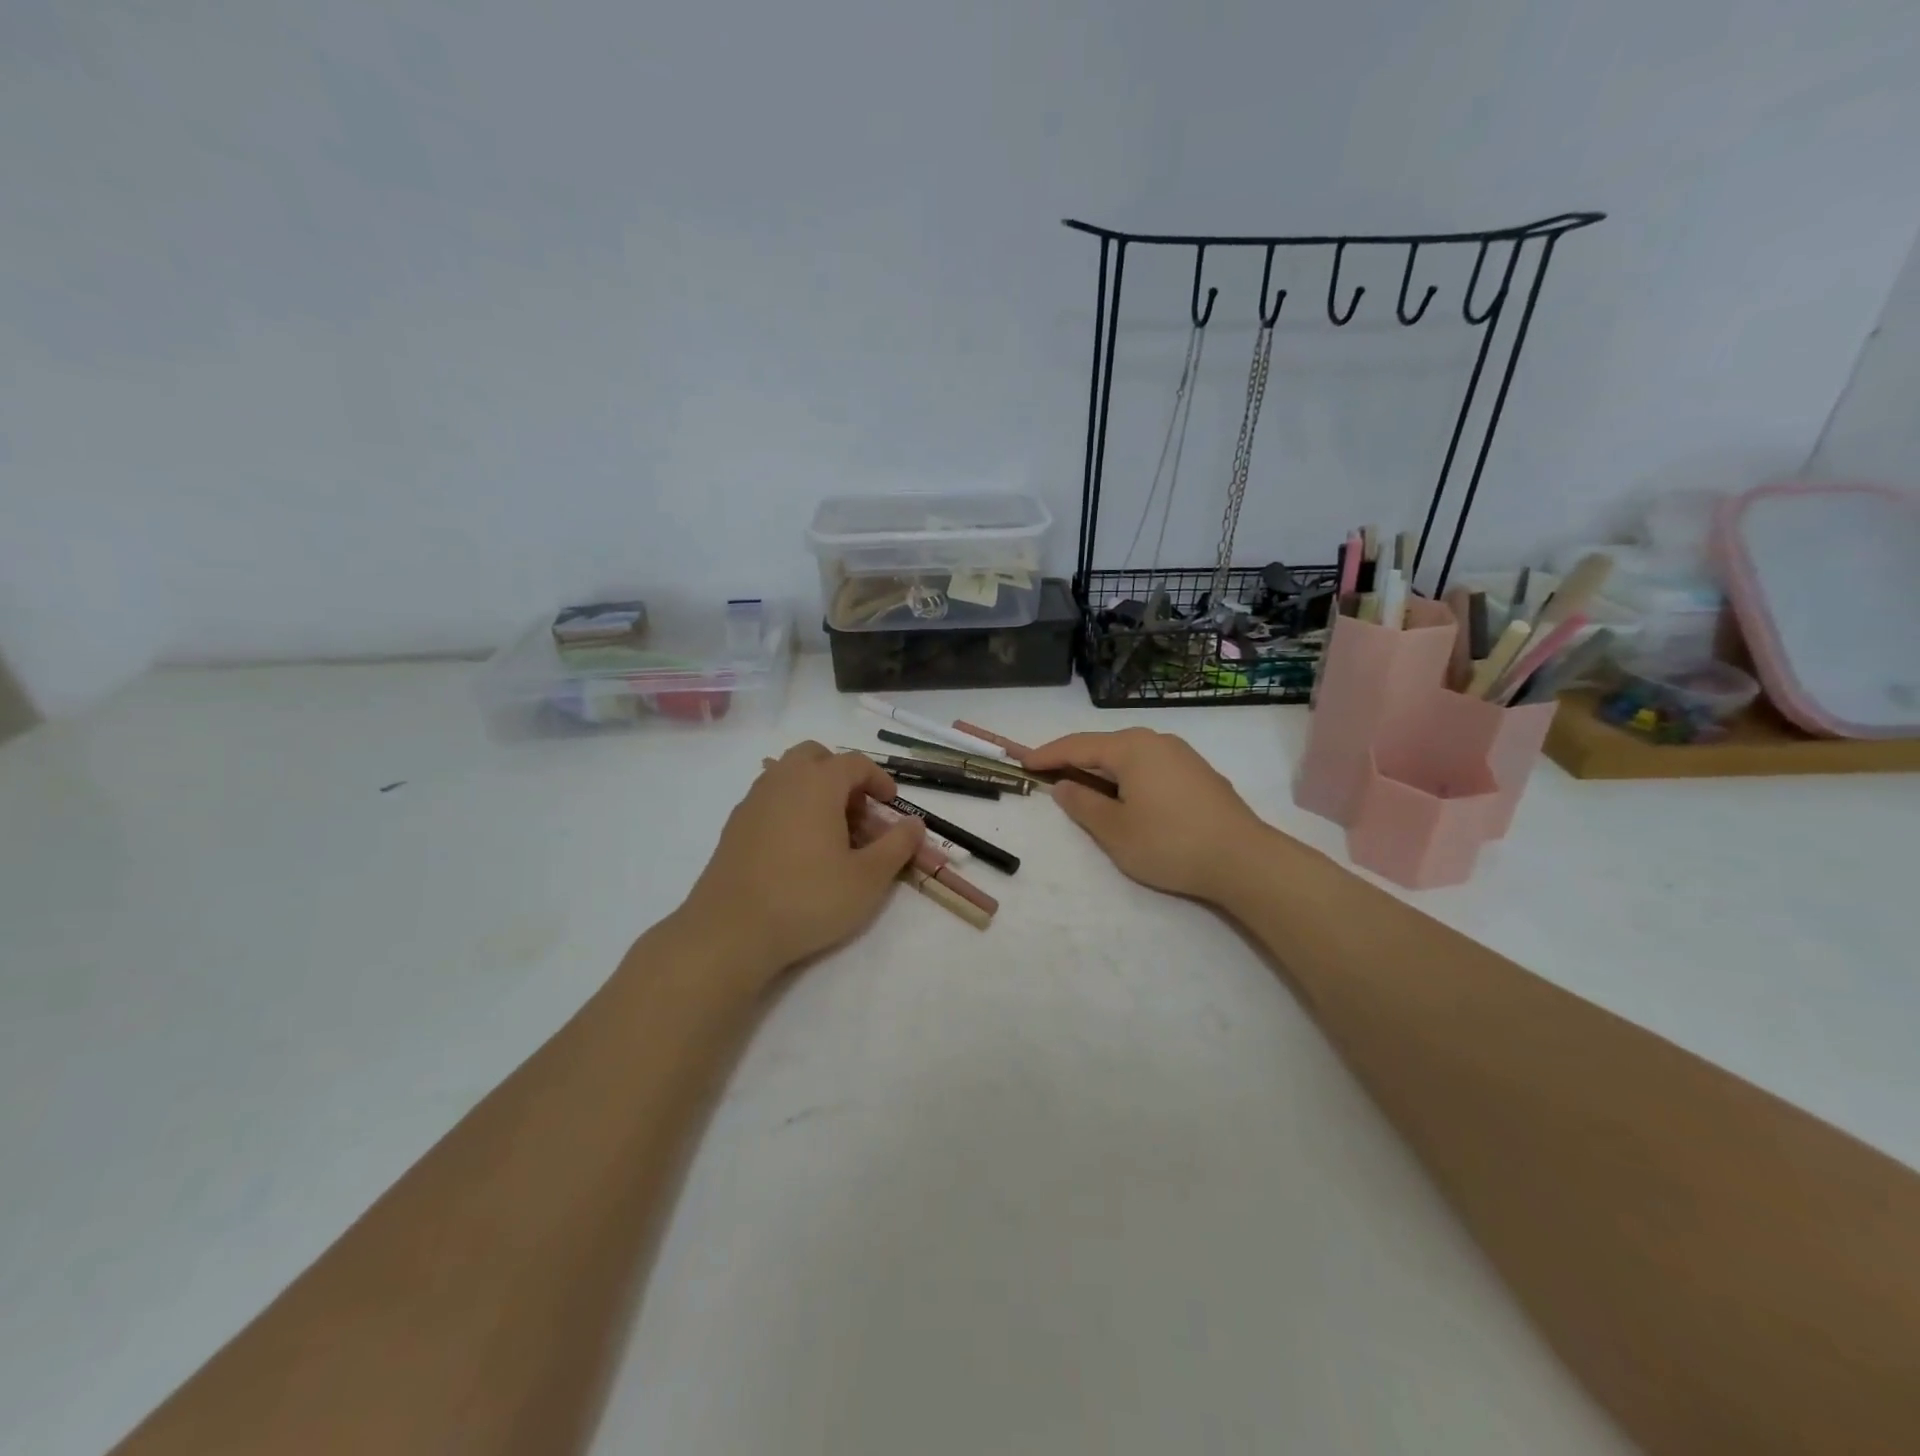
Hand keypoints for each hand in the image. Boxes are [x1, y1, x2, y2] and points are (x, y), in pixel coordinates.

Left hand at [675, 743, 925, 986]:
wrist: (731, 930)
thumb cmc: (808, 898)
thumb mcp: (868, 878)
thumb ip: (897, 845)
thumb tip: (915, 824)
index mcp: (817, 783)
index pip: (855, 762)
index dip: (878, 780)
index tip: (891, 805)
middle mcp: (782, 780)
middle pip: (815, 756)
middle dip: (841, 775)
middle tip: (857, 811)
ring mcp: (753, 801)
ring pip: (788, 775)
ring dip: (814, 791)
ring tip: (830, 832)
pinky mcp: (734, 826)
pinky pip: (769, 800)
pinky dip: (790, 808)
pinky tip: (797, 849)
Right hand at [1021, 728, 1275, 903]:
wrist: (1244, 860)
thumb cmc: (1170, 843)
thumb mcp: (1115, 831)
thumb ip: (1083, 805)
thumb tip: (1064, 786)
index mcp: (1131, 748)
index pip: (1078, 746)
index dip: (1048, 755)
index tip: (1024, 763)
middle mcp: (1157, 741)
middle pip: (1104, 746)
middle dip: (1075, 760)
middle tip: (1050, 776)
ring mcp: (1182, 755)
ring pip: (1130, 756)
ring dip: (1103, 771)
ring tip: (1085, 789)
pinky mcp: (1199, 774)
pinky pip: (1150, 767)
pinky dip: (1129, 777)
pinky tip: (1127, 797)